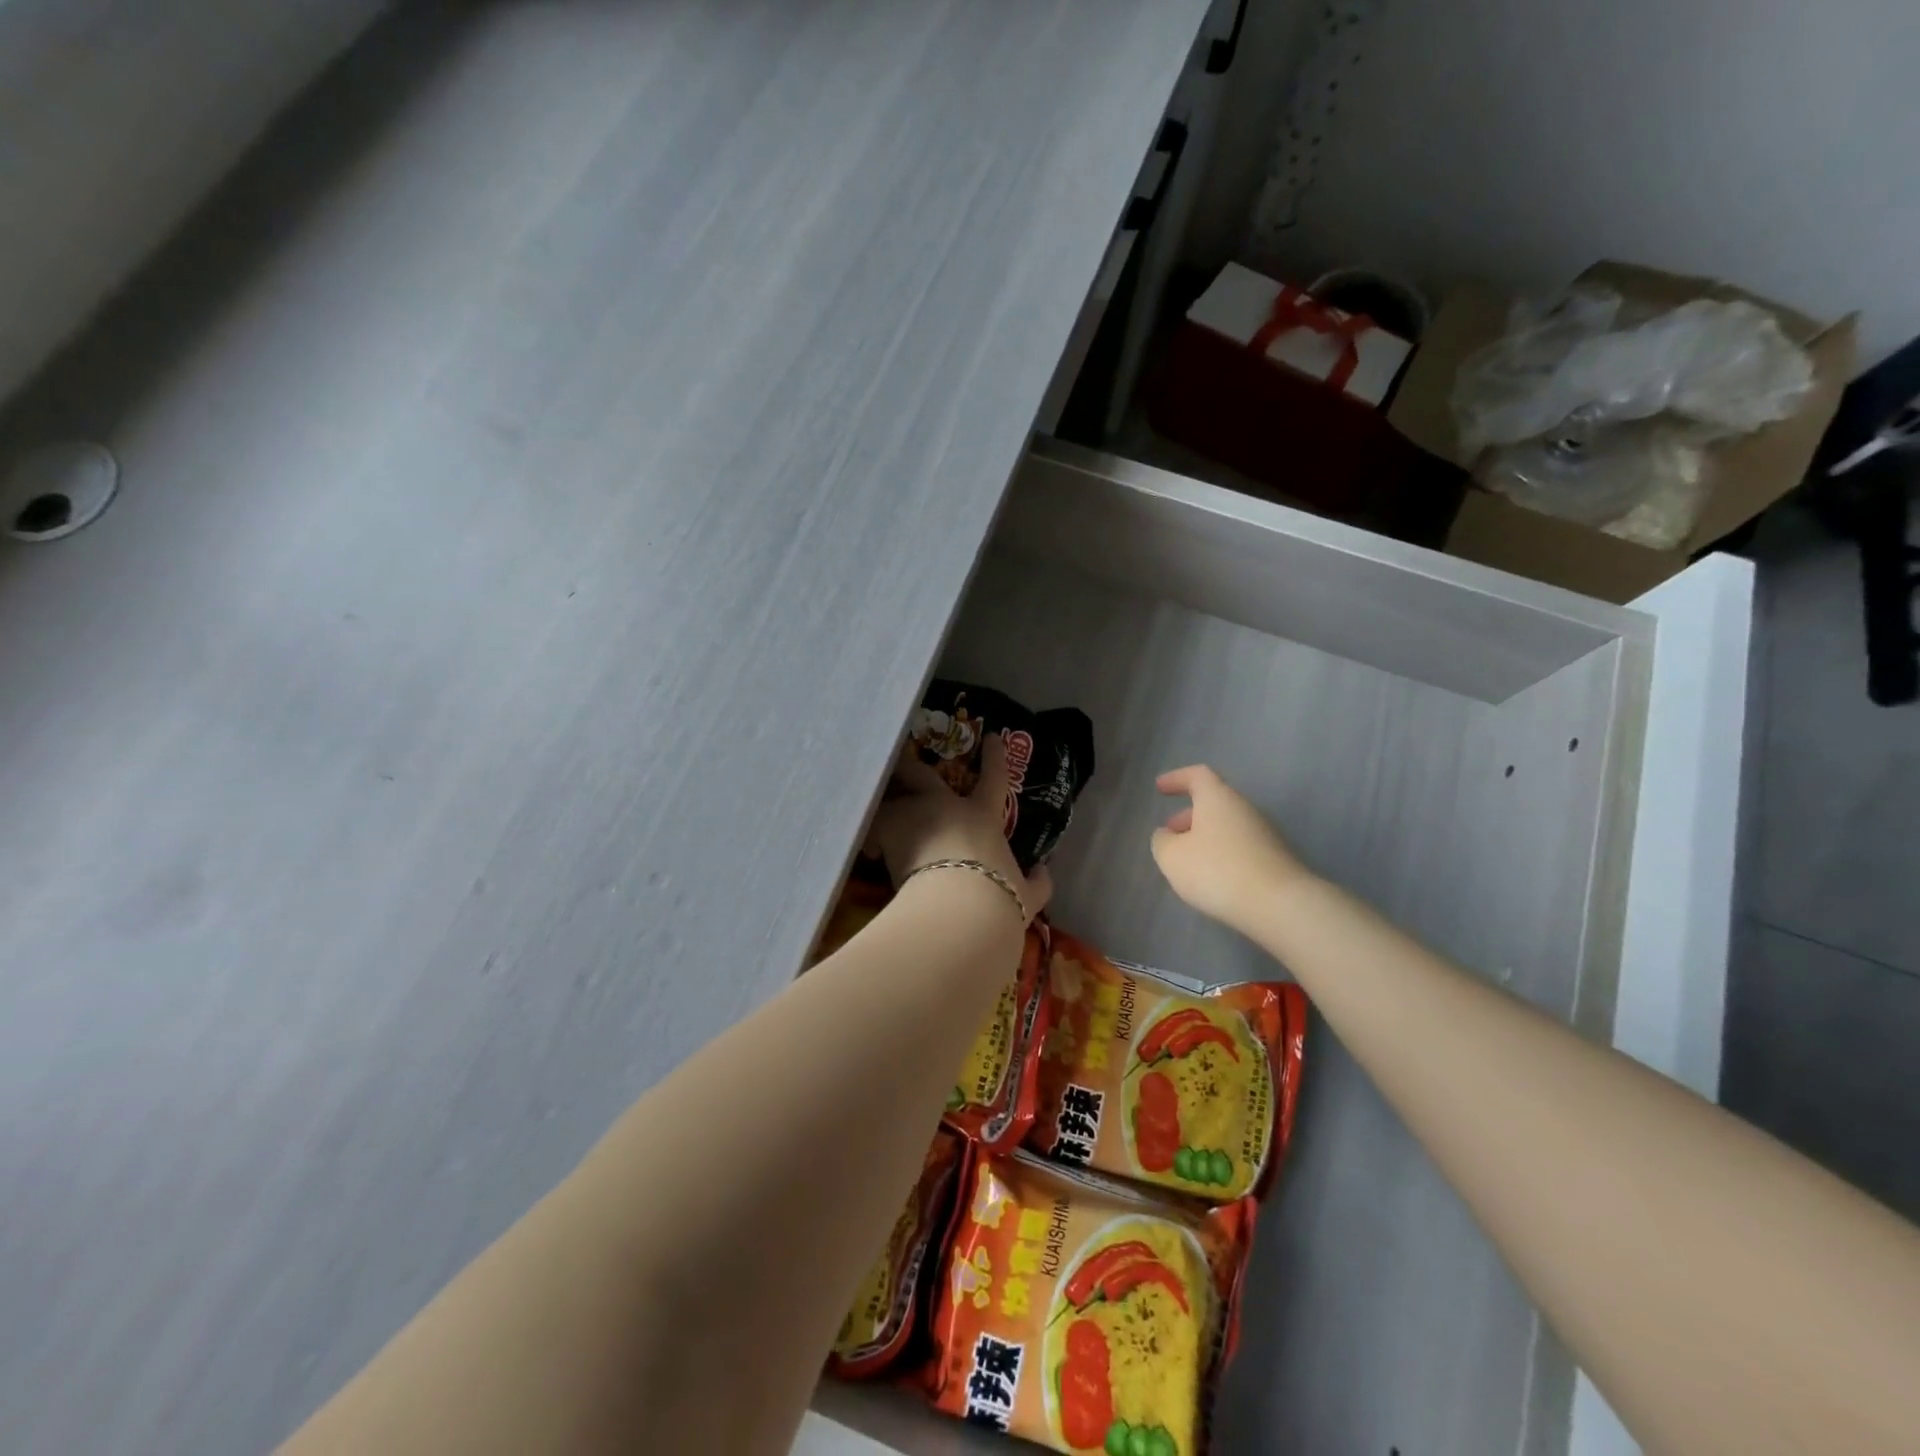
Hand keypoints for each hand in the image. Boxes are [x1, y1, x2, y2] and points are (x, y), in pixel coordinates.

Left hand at [869, 733, 1051, 924]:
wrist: (961, 909)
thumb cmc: (998, 899)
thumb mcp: (1026, 896)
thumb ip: (1036, 884)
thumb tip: (1045, 872)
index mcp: (984, 817)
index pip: (994, 780)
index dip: (995, 758)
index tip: (992, 737)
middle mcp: (949, 807)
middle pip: (925, 775)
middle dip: (911, 765)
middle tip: (901, 759)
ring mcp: (916, 813)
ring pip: (893, 801)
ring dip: (887, 811)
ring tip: (877, 827)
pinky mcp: (889, 827)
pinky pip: (874, 828)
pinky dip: (872, 839)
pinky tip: (870, 853)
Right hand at [1151, 765, 1312, 935]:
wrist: (1280, 905)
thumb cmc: (1217, 871)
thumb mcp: (1172, 857)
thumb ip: (1162, 841)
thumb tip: (1167, 835)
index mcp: (1218, 798)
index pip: (1198, 775)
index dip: (1177, 778)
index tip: (1159, 788)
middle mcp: (1245, 809)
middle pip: (1214, 803)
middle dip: (1188, 815)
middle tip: (1170, 832)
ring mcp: (1265, 834)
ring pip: (1227, 827)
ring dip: (1205, 837)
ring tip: (1187, 862)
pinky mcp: (1276, 860)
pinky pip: (1241, 848)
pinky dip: (1222, 855)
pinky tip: (1213, 879)